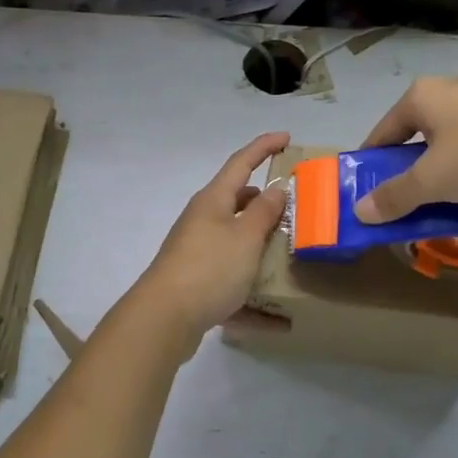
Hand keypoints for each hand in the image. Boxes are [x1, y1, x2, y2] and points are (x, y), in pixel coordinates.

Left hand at [132, 132, 291, 347]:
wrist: (163, 319)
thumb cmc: (209, 268)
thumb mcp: (245, 237)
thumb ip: (264, 212)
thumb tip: (275, 188)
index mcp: (213, 201)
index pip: (241, 162)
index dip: (264, 147)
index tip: (286, 136)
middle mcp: (202, 221)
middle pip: (237, 202)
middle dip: (264, 202)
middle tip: (295, 207)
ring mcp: (197, 252)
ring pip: (236, 242)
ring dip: (260, 246)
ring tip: (290, 255)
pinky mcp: (197, 283)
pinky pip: (232, 282)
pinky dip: (254, 297)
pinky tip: (278, 321)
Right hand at [354, 77, 457, 222]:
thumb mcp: (434, 181)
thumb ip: (396, 196)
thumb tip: (359, 211)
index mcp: (421, 97)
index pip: (383, 133)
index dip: (373, 164)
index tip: (371, 193)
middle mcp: (449, 89)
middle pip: (418, 135)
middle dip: (413, 170)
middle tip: (413, 202)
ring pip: (452, 139)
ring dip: (446, 169)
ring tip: (451, 200)